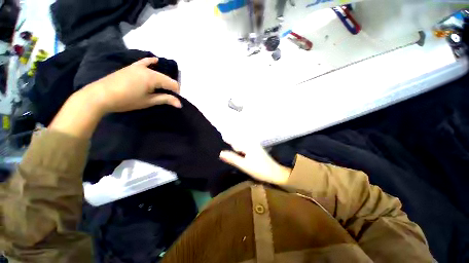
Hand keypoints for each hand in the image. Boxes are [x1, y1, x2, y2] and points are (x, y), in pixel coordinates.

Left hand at [80, 57, 180, 113]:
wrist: (100, 95)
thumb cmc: (126, 100)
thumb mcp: (148, 101)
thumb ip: (165, 99)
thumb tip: (180, 104)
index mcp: (153, 77)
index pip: (172, 84)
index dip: (176, 92)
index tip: (174, 101)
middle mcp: (148, 69)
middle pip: (165, 78)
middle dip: (170, 87)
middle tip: (168, 97)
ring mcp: (138, 66)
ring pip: (157, 72)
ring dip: (162, 80)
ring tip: (162, 89)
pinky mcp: (131, 67)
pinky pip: (144, 62)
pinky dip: (150, 61)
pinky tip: (155, 60)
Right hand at [219, 142, 291, 184]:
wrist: (275, 173)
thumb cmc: (260, 169)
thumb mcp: (244, 165)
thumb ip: (232, 158)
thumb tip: (220, 153)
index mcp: (248, 144)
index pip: (233, 140)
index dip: (226, 140)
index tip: (219, 140)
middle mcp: (251, 143)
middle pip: (237, 141)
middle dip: (230, 143)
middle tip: (223, 148)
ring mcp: (254, 146)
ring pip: (241, 144)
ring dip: (235, 147)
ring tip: (227, 150)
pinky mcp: (256, 150)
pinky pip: (245, 147)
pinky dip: (240, 150)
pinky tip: (237, 153)